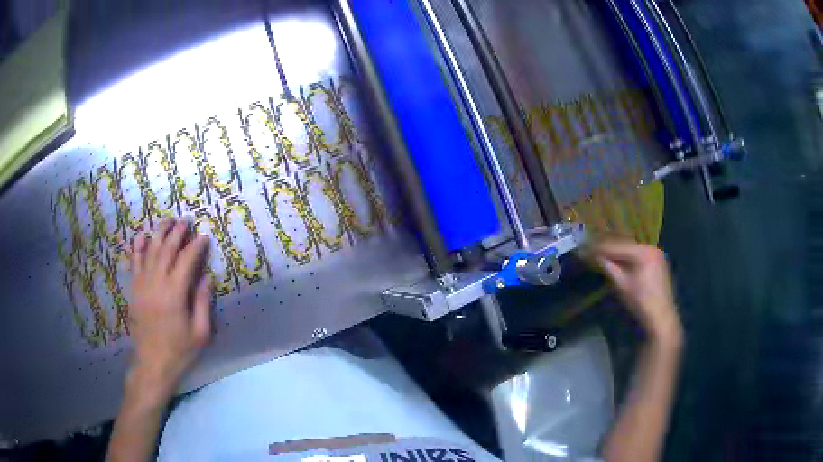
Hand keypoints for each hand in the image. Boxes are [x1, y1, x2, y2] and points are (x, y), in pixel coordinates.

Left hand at [128, 217, 211, 400]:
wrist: (152, 363)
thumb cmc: (179, 351)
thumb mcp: (200, 333)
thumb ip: (203, 303)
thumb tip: (207, 278)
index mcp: (175, 294)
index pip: (186, 261)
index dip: (196, 246)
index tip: (204, 236)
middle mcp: (157, 283)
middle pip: (167, 249)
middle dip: (178, 232)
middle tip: (186, 220)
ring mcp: (142, 284)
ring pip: (150, 250)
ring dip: (159, 232)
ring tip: (168, 220)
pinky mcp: (134, 289)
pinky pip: (134, 261)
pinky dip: (137, 246)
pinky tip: (142, 235)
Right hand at [593, 240, 681, 344]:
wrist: (661, 319)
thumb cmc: (641, 302)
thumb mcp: (621, 284)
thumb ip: (607, 266)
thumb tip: (591, 255)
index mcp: (643, 252)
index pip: (616, 246)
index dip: (599, 248)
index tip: (583, 248)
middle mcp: (651, 247)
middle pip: (624, 245)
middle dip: (607, 248)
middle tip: (589, 250)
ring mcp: (656, 254)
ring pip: (631, 249)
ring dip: (616, 252)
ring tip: (600, 255)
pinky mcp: (658, 262)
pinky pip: (638, 255)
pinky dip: (627, 258)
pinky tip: (617, 261)